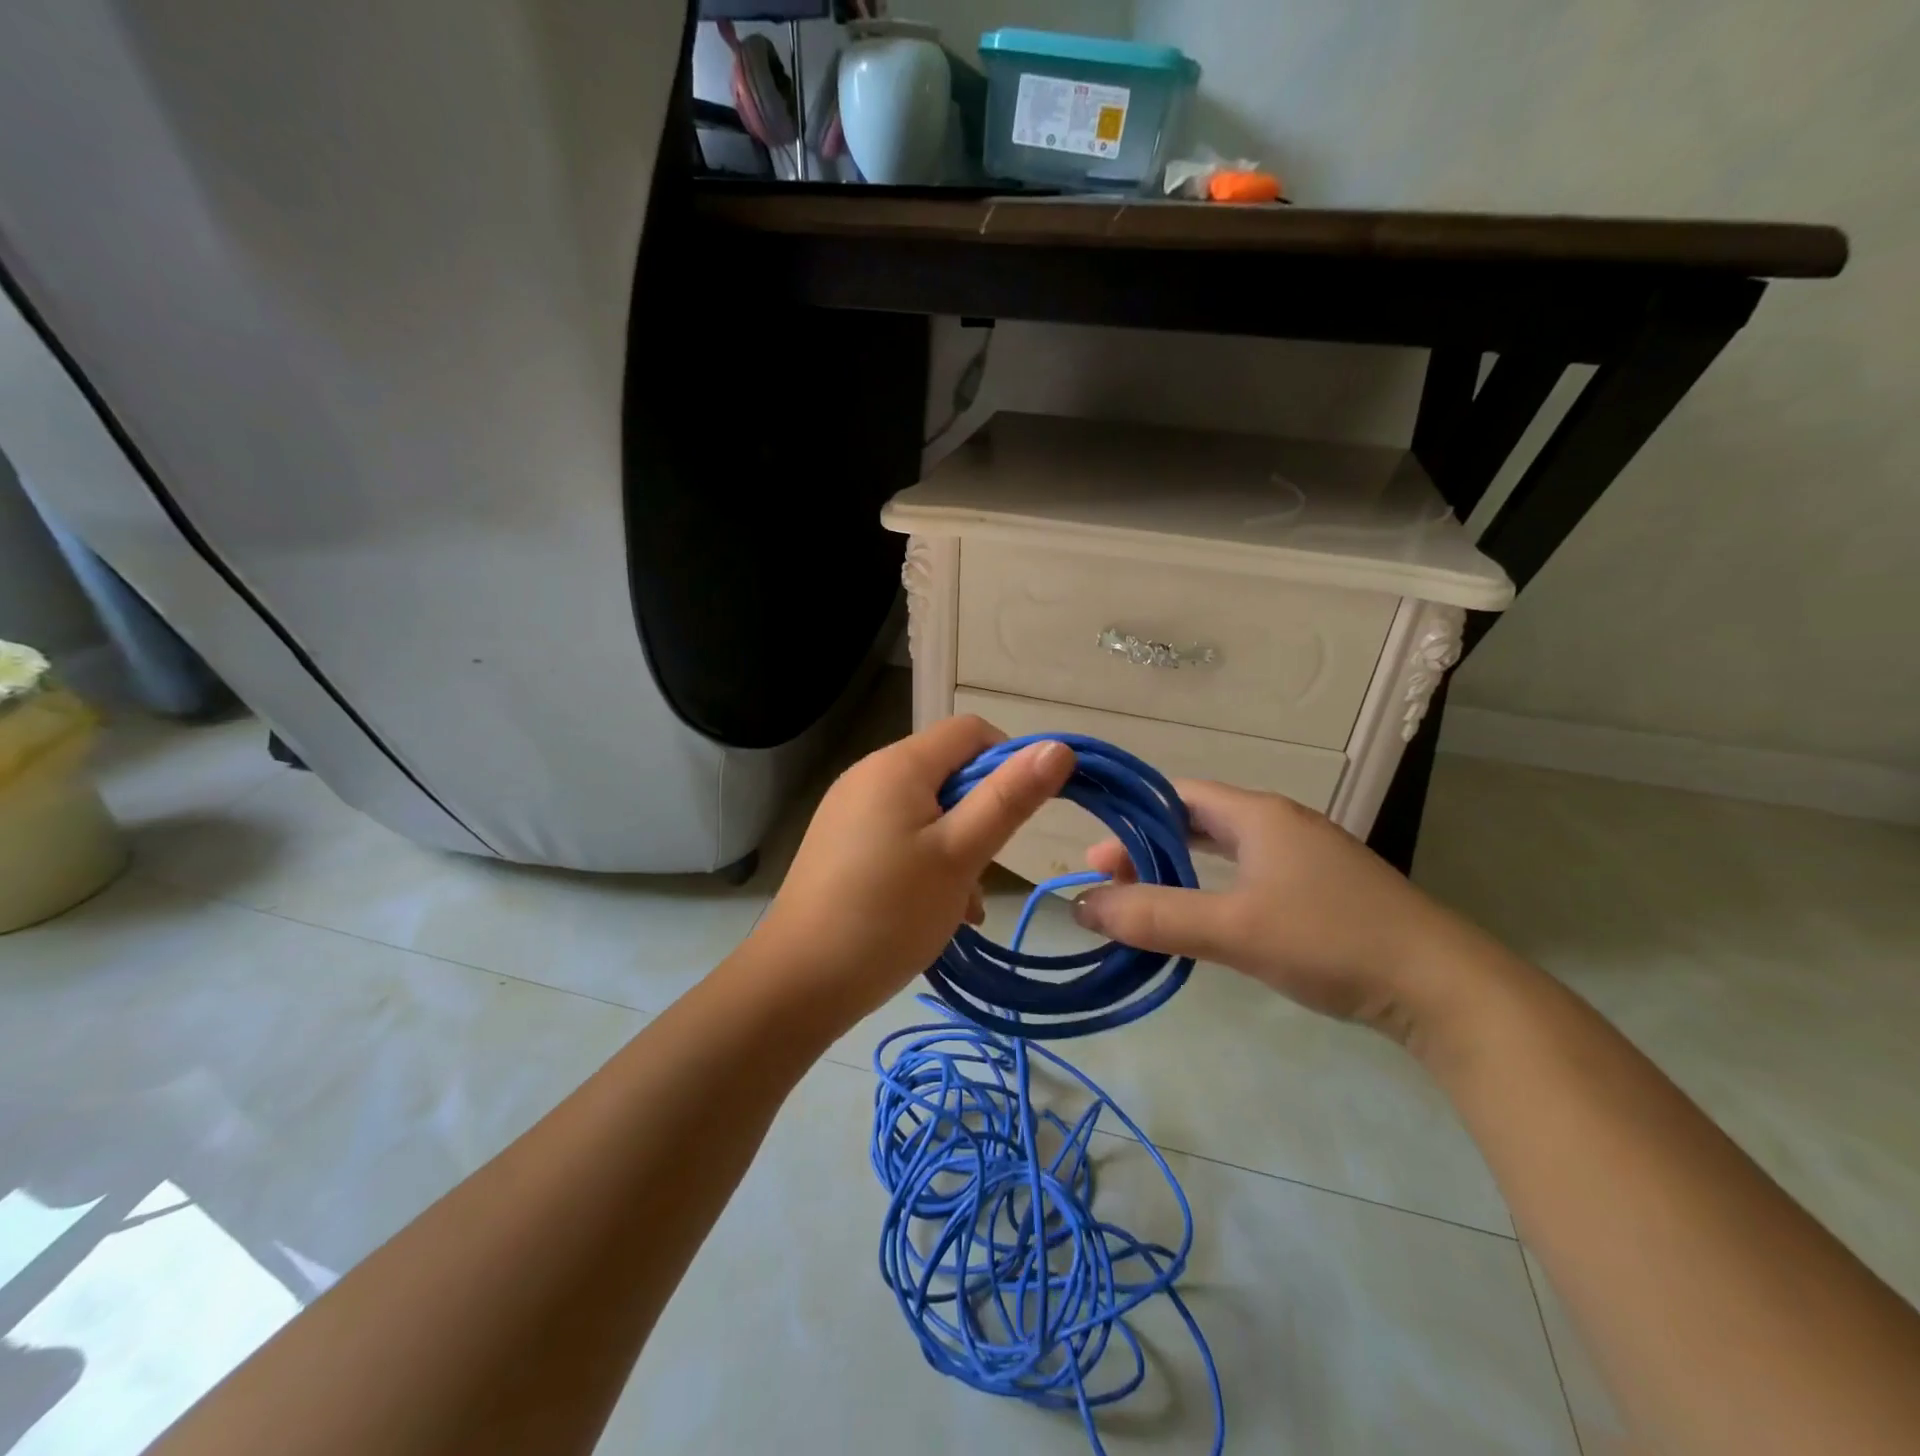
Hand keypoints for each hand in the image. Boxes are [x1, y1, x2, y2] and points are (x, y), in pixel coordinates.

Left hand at [750, 716, 1074, 1019]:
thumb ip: (1008, 798)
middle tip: (986, 867)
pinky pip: (899, 834)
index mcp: (898, 765)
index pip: (970, 731)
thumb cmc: (888, 913)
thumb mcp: (959, 855)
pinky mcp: (841, 844)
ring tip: (964, 902)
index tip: (1021, 815)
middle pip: (948, 770)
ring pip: (927, 809)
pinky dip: (926, 860)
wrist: (798, 981)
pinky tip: (935, 909)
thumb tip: (1056, 747)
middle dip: (981, 813)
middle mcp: (869, 775)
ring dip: (957, 845)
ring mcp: (850, 810)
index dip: (1008, 761)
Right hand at [1071, 779, 1486, 1038]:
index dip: (1131, 817)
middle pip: (1197, 820)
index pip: (1178, 795)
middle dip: (1149, 845)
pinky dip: (1213, 886)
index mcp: (1259, 815)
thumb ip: (1155, 917)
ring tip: (1144, 897)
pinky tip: (1205, 915)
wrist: (1443, 988)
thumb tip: (1082, 905)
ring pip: (1225, 849)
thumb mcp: (1233, 929)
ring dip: (1180, 867)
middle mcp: (1281, 824)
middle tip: (1109, 879)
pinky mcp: (1322, 891)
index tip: (1096, 852)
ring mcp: (1306, 857)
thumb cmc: (1330, 940)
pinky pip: (1250, 874)